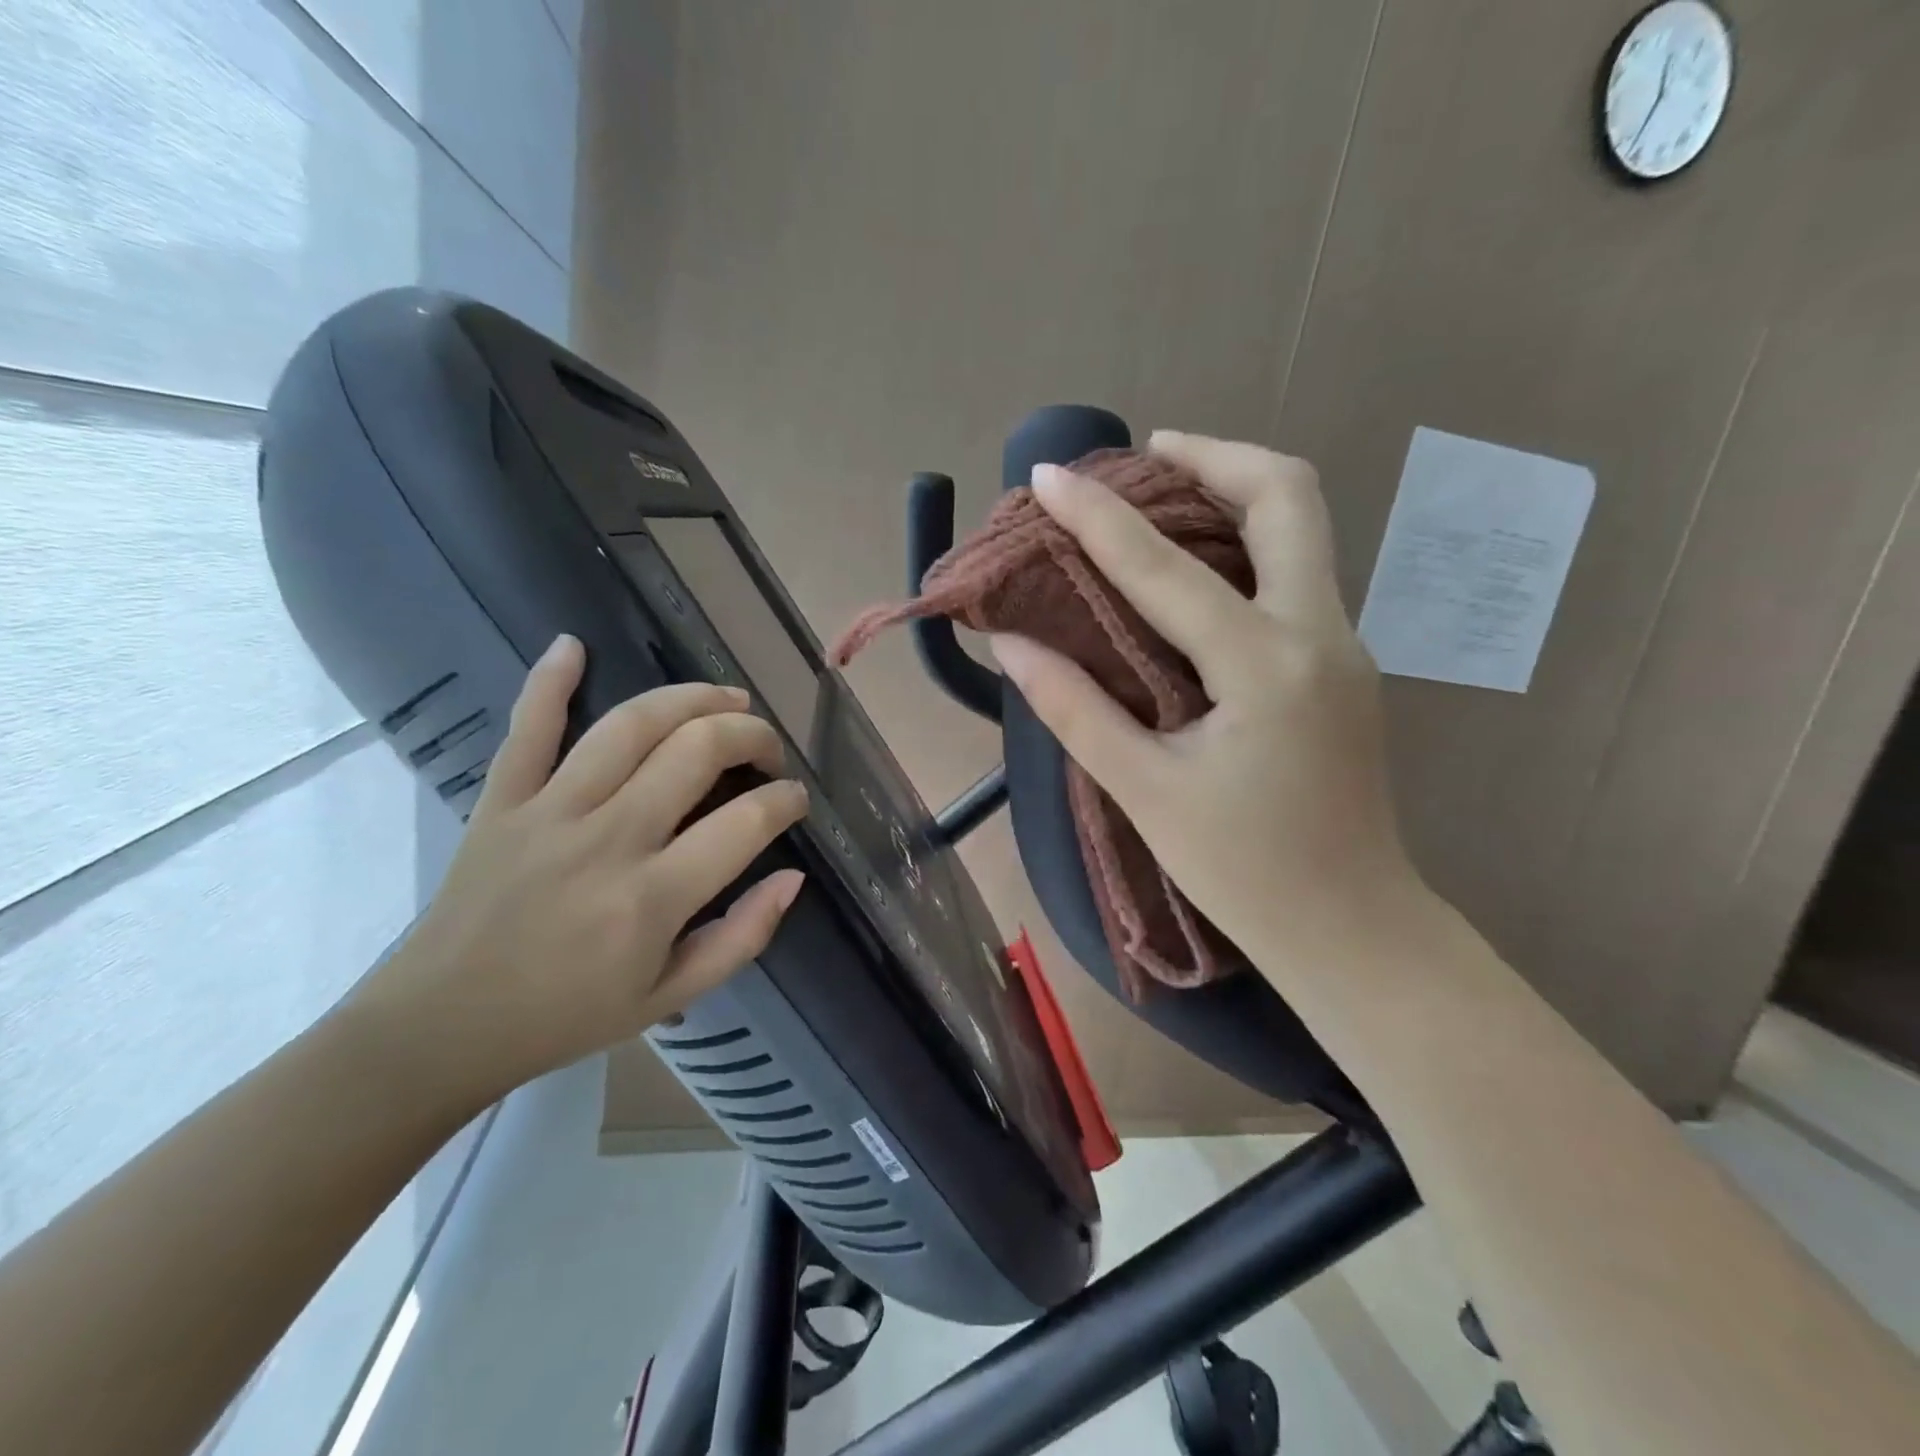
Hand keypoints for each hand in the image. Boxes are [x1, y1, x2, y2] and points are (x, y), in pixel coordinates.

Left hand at [354, 636, 809, 1109]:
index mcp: (653, 897)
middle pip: (697, 750)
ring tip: (726, 699)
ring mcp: (550, 810)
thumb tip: (793, 876)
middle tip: (768, 750)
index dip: (785, 800)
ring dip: (691, 698)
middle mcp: (609, 839)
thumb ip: (742, 937)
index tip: (794, 800)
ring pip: (631, 725)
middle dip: (752, 736)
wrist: (439, 1027)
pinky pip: (528, 727)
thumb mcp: (671, 997)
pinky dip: (549, 681)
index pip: (746, 822)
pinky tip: (573, 644)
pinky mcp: (501, 800)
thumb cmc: (565, 1016)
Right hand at [991, 432, 1419, 965]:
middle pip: (1287, 496)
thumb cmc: (1244, 870)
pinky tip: (1198, 568)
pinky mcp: (1344, 664)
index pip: (1166, 569)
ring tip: (1166, 492)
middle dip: (1215, 456)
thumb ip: (1076, 710)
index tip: (1048, 475)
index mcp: (1265, 666)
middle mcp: (1319, 633)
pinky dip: (1248, 542)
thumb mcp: (1146, 791)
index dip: (1098, 517)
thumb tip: (1014, 646)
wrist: (1353, 926)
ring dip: (1237, 490)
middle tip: (1149, 455)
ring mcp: (1344, 644)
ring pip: (1304, 527)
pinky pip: (1299, 571)